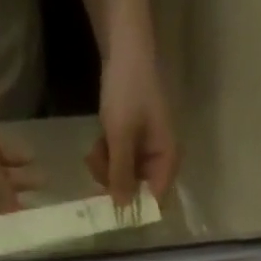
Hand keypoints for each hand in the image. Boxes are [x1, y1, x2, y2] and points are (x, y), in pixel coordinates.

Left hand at [87, 43, 178, 204]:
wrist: (123, 48)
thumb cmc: (129, 91)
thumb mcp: (122, 136)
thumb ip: (122, 174)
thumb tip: (122, 209)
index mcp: (167, 159)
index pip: (155, 200)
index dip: (135, 208)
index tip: (112, 212)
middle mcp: (159, 160)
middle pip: (137, 190)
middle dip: (114, 183)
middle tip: (95, 171)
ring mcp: (145, 152)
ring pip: (124, 177)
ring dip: (105, 170)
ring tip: (93, 153)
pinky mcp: (132, 143)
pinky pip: (119, 162)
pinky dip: (106, 158)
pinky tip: (95, 146)